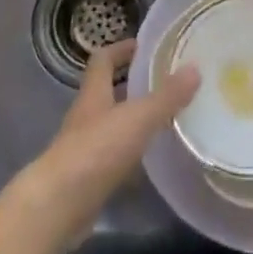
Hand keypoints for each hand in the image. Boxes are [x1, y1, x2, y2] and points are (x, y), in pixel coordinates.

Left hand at [11, 40, 199, 250]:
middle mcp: (86, 117)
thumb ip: (166, 96)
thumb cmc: (96, 151)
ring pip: (111, 126)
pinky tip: (151, 162)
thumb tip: (194, 68)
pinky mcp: (88, 179)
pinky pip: (113, 158)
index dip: (120, 49)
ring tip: (165, 119)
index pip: (102, 60)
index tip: (143, 46)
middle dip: (132, 85)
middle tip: (164, 82)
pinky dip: (131, 156)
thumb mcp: (137, 118)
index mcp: (94, 94)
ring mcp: (84, 149)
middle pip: (107, 92)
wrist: (58, 207)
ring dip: (133, 121)